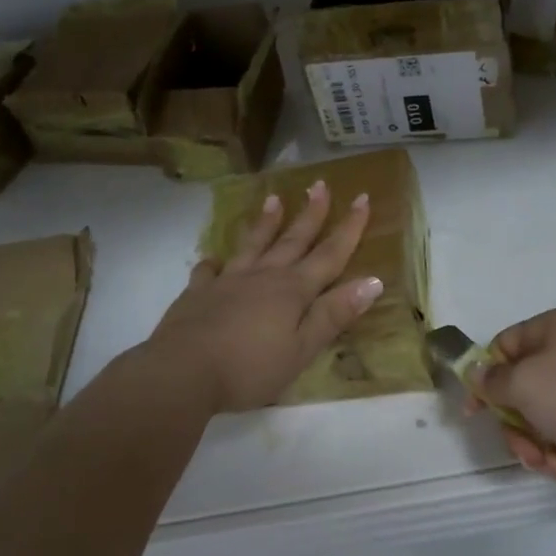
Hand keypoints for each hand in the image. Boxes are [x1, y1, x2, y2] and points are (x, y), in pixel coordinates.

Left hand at [149, 181, 382, 413]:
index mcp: (293, 290)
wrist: (183, 371)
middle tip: (319, 185)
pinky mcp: (198, 293)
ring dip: (266, 223)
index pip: (329, 254)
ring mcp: (228, 281)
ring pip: (253, 245)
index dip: (349, 227)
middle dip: (310, 213)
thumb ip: (334, 314)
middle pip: (292, 240)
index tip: (362, 197)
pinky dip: (215, 262)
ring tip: (273, 199)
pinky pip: (209, 270)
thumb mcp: (302, 349)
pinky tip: (214, 258)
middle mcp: (263, 276)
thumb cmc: (250, 367)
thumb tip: (372, 281)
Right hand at [476, 309, 555, 493]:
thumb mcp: (524, 383)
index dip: (485, 379)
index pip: (502, 347)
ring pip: (545, 419)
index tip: (475, 414)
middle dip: (518, 428)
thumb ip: (492, 380)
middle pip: (521, 390)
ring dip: (542, 447)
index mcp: (552, 329)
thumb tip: (477, 373)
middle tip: (527, 450)